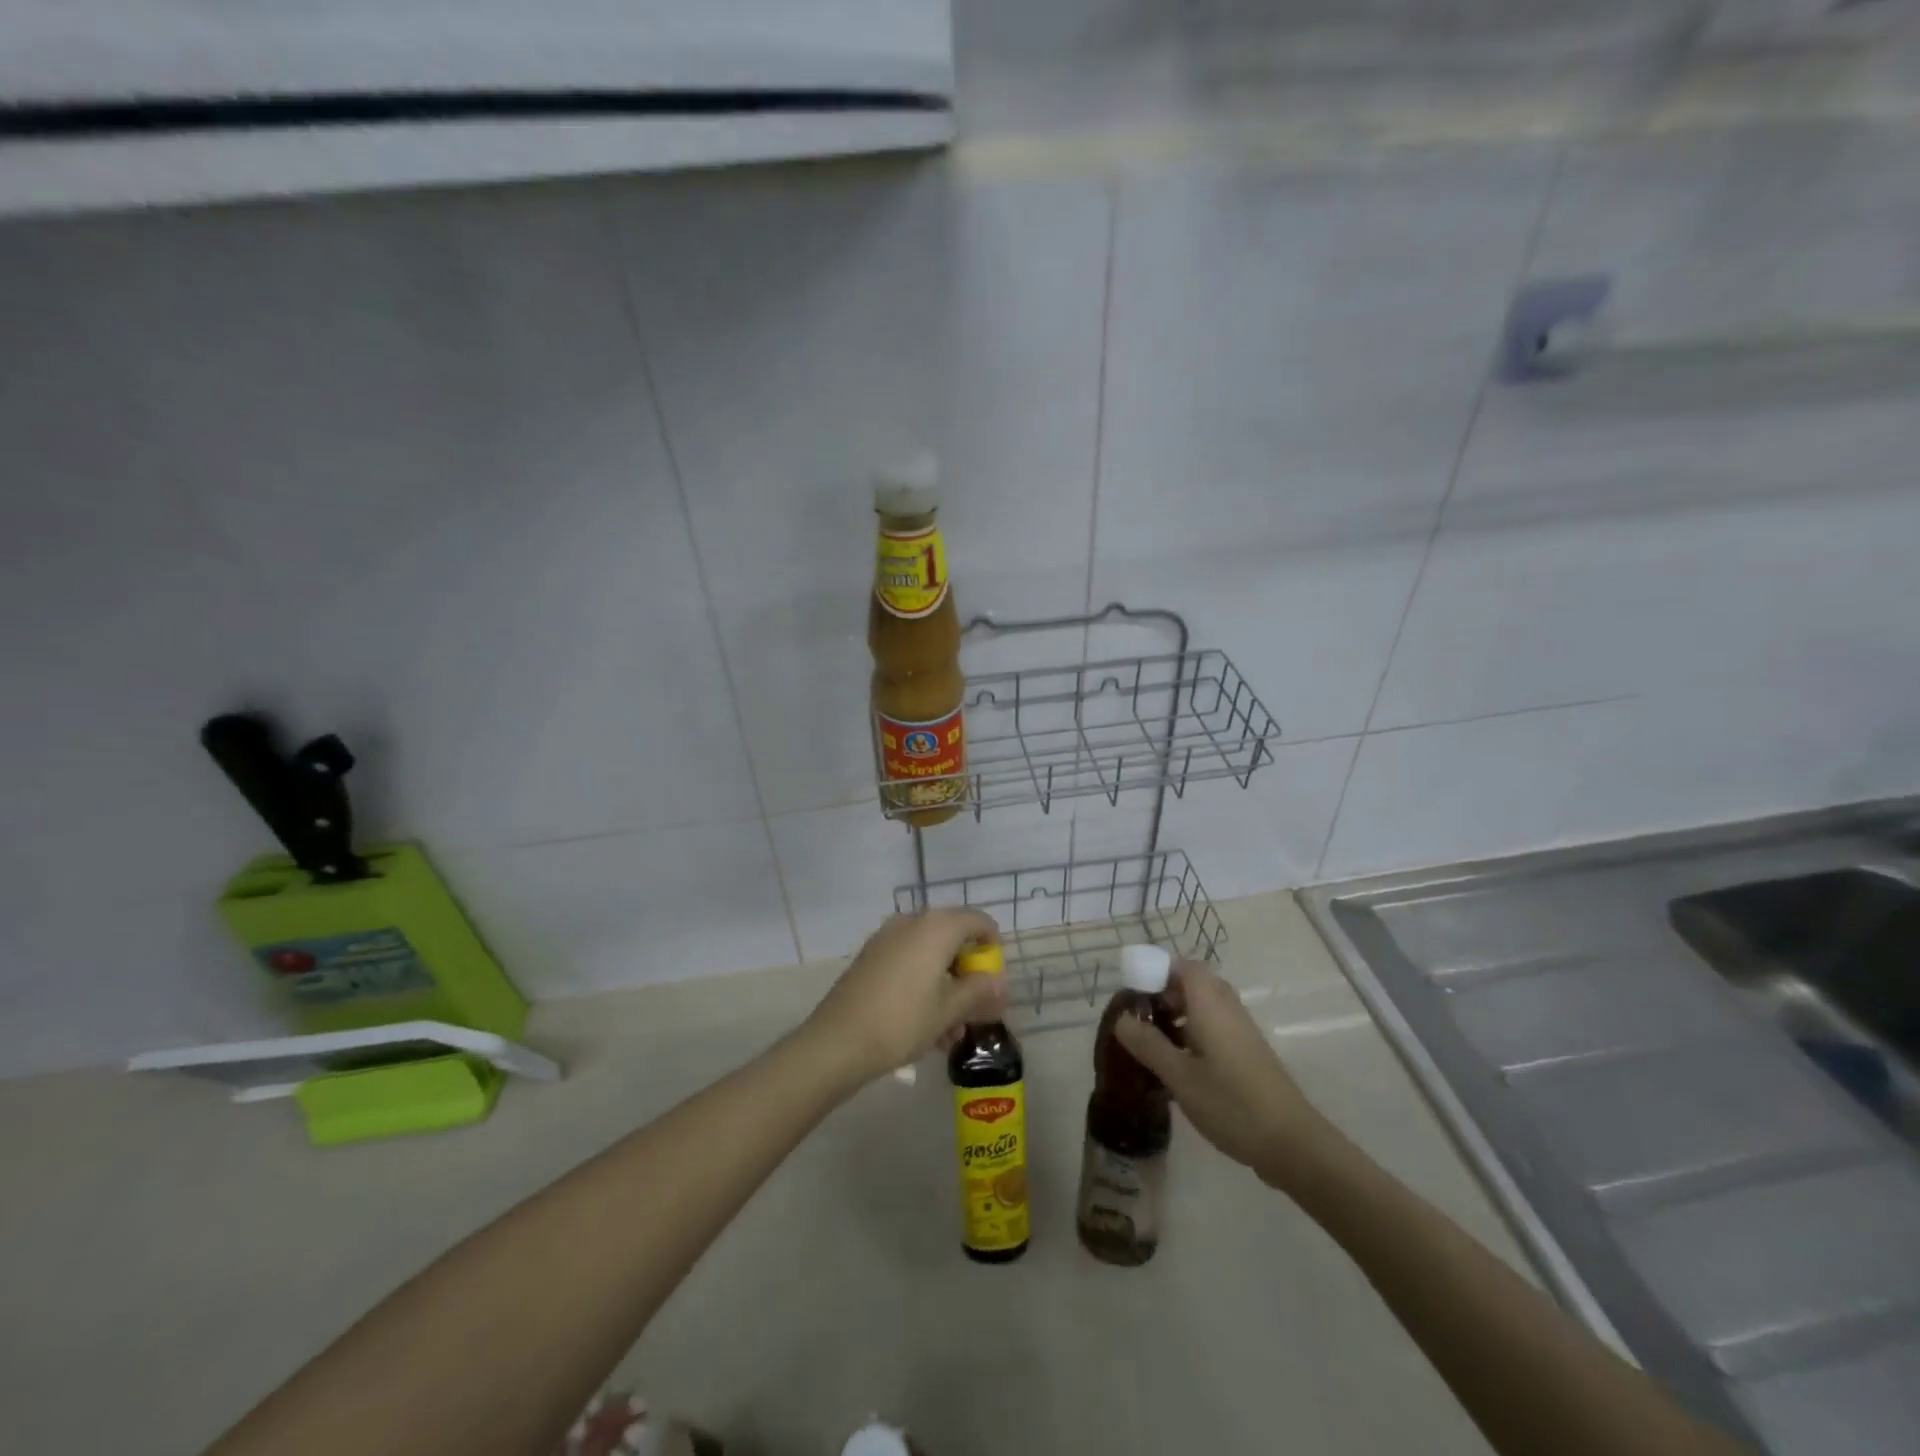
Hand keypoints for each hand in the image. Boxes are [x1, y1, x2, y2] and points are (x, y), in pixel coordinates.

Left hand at [802, 910, 1005, 1084]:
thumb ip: (980, 991)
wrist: (837, 1042)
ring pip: (930, 956)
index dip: (993, 948)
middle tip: (976, 1010)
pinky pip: (909, 963)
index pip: (979, 921)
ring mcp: (887, 938)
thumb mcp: (949, 1010)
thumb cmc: (902, 1021)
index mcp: (936, 926)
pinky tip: (926, 1027)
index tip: (994, 981)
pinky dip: (923, 986)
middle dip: (968, 974)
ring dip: (947, 987)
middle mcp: (911, 922)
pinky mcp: (871, 958)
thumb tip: (999, 983)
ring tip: (951, 1033)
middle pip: (953, 938)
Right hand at [1114, 960, 1336, 1190]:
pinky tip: (1180, 1065)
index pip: (1183, 966)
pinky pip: (1215, 1026)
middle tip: (1141, 1019)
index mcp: (1210, 1004)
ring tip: (1154, 1043)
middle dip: (1164, 994)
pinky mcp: (1248, 1052)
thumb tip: (1122, 1019)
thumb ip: (1148, 1044)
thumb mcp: (1179, 1076)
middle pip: (1193, 984)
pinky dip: (1193, 1033)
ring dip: (1178, 1015)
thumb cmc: (1231, 1104)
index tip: (1133, 994)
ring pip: (1204, 1006)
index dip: (1156, 971)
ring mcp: (1241, 1030)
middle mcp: (1227, 1008)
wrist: (1292, 1143)